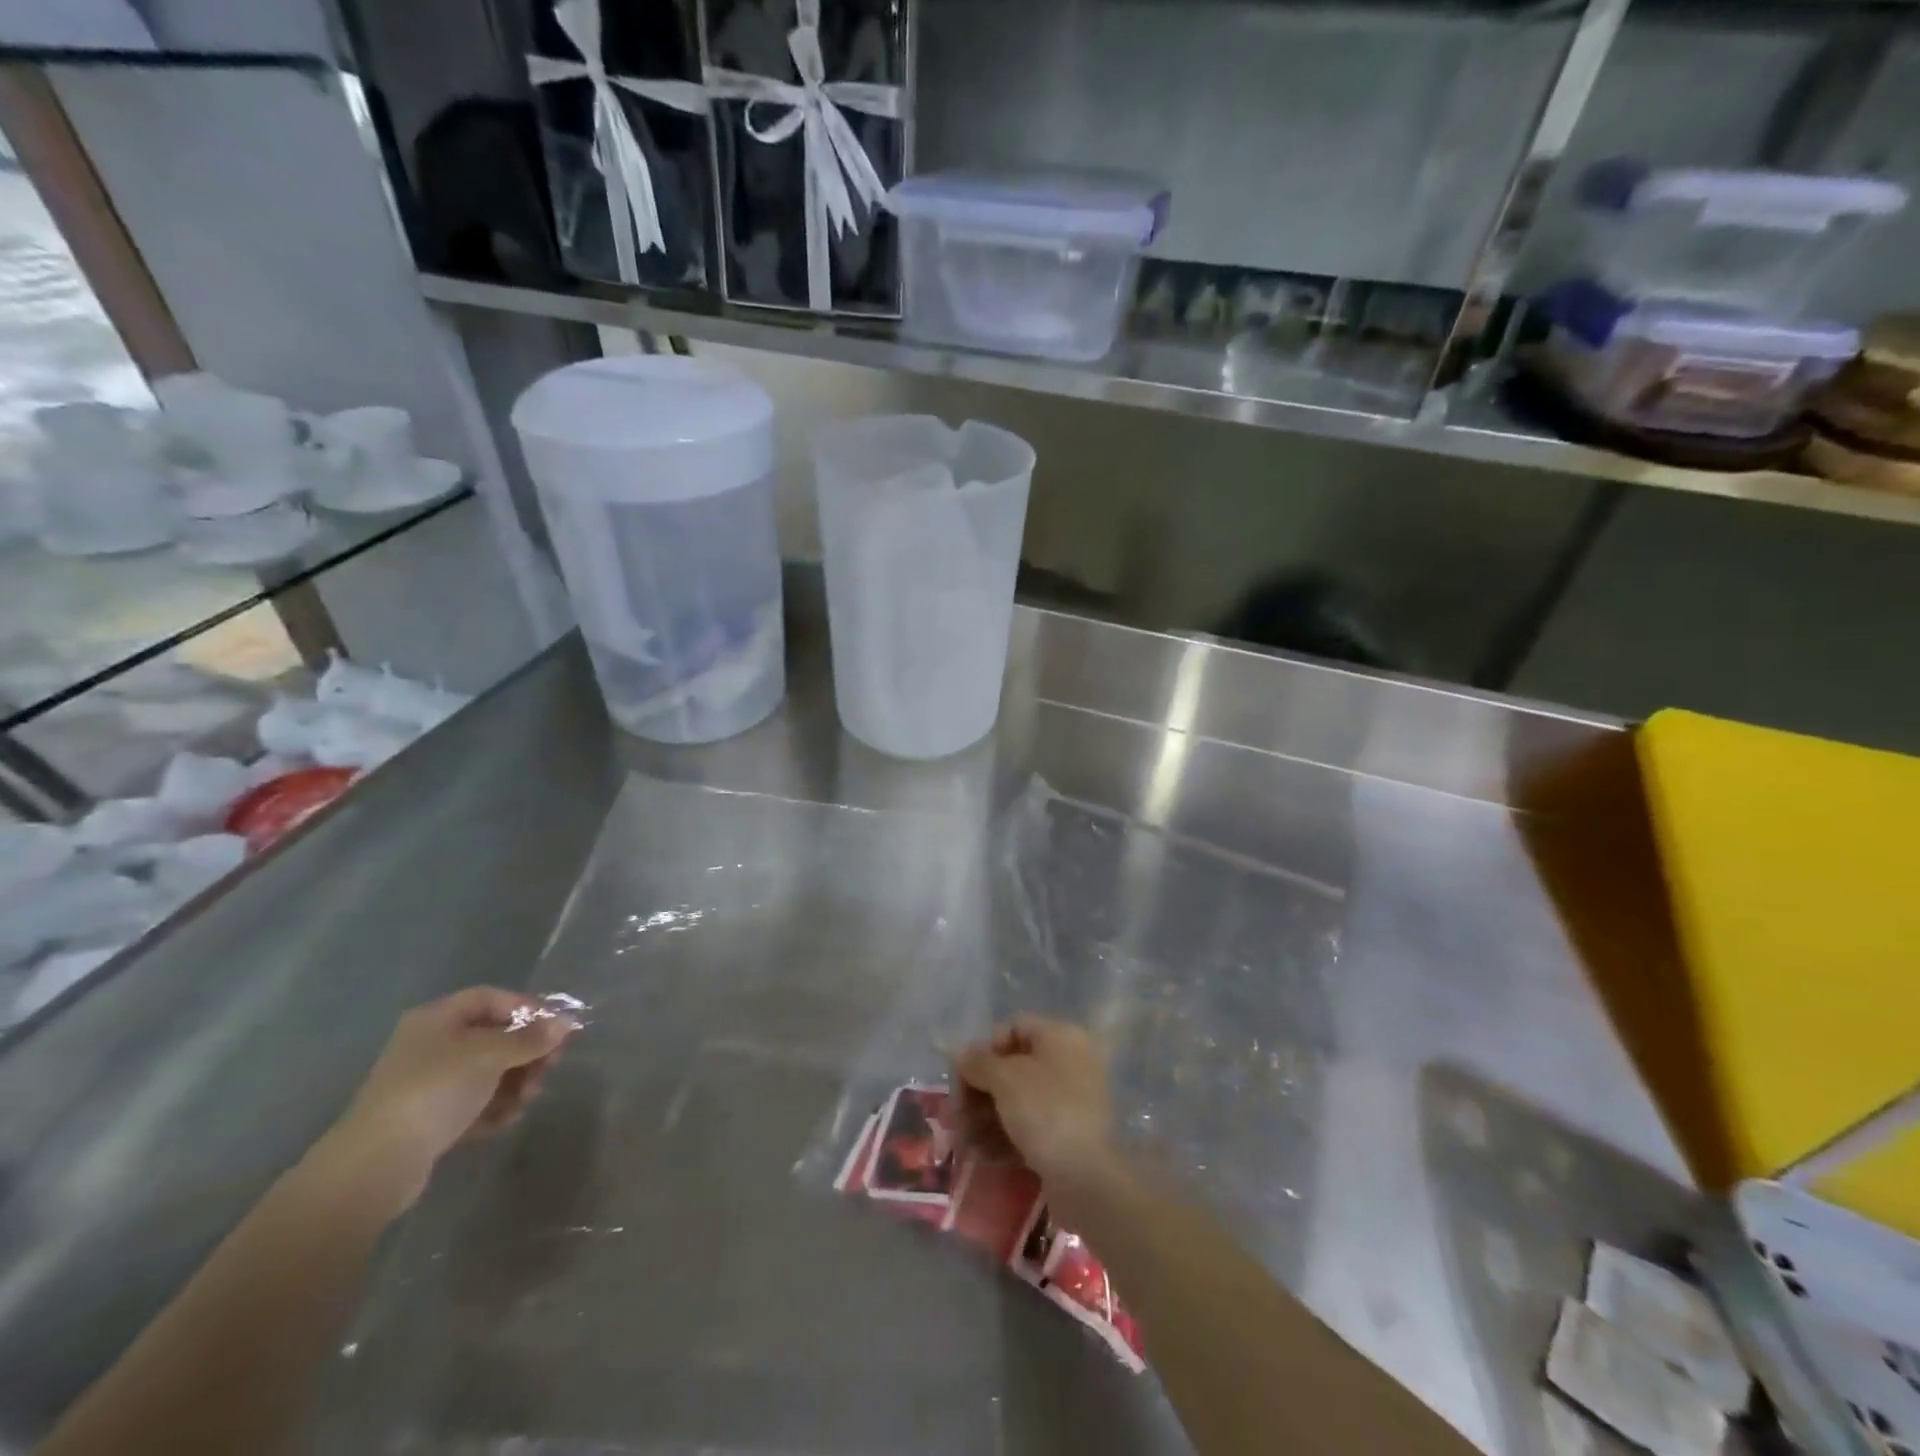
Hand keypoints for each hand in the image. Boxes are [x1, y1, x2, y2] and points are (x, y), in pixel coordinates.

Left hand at [328, 988, 577, 1209]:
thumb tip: (566, 1023)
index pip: (491, 998)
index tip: (555, 1028)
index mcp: (438, 1019)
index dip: (526, 1008)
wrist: (377, 1163)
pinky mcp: (429, 1118)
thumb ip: (531, 1038)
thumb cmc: (436, 1090)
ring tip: (528, 1098)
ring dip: (515, 1082)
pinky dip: (495, 1107)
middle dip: (526, 1051)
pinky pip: (474, 1102)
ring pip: (487, 1072)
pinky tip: (507, 1119)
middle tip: (550, 1066)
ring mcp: (429, 1083)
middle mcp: (432, 1045)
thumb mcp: (491, 1055)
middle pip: (493, 1036)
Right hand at [953, 1016, 1116, 1189]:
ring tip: (966, 1141)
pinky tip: (984, 1155)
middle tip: (958, 1115)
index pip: (1014, 1027)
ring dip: (987, 1116)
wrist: (1086, 1176)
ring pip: (1019, 1099)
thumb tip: (961, 1054)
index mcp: (1062, 1036)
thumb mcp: (1004, 1078)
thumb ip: (978, 1061)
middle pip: (1013, 1065)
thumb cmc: (1044, 1110)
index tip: (965, 1076)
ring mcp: (1072, 1099)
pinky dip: (1006, 1136)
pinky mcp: (1069, 1134)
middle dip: (981, 1090)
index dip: (985, 1048)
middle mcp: (1071, 1061)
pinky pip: (1031, 1125)